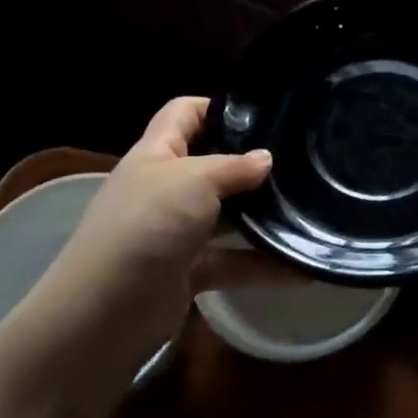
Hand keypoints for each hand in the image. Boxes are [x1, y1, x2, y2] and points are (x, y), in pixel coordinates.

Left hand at [3, 97, 274, 396]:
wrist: (107, 310)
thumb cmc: (148, 225)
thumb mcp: (194, 181)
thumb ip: (234, 167)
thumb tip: (266, 158)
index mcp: (157, 154)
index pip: (184, 113)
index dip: (218, 107)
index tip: (264, 114)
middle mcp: (165, 189)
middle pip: (212, 165)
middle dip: (251, 164)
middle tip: (299, 162)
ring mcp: (177, 232)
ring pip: (227, 216)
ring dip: (262, 216)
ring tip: (309, 208)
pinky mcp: (190, 271)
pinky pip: (234, 262)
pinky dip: (264, 265)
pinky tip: (303, 267)